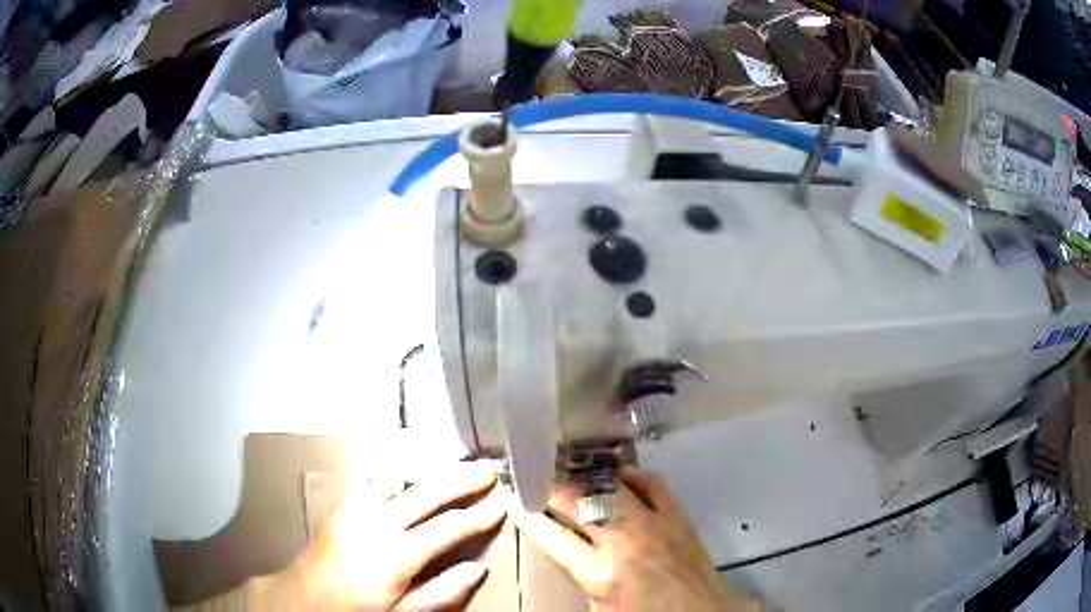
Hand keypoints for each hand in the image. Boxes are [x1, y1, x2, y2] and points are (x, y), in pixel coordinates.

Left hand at [265, 462, 505, 610]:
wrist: (304, 596)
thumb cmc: (356, 610)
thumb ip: (442, 593)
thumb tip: (478, 570)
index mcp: (397, 554)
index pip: (448, 528)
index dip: (478, 516)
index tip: (501, 505)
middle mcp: (379, 522)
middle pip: (428, 492)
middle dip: (461, 480)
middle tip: (488, 470)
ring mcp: (357, 508)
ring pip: (400, 477)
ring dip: (429, 472)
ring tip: (452, 471)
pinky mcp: (344, 504)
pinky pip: (373, 478)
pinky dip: (396, 475)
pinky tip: (406, 479)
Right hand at [514, 466, 760, 611]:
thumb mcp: (600, 606)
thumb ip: (580, 575)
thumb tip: (565, 547)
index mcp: (598, 572)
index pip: (552, 536)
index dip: (530, 516)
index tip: (515, 500)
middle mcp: (621, 541)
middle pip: (578, 504)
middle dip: (552, 489)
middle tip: (538, 478)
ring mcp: (652, 523)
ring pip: (611, 488)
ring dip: (587, 478)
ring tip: (570, 471)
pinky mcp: (677, 515)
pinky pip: (653, 484)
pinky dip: (633, 474)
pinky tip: (618, 472)